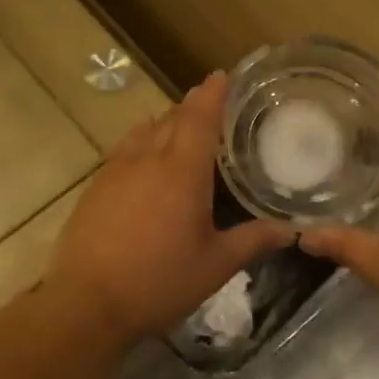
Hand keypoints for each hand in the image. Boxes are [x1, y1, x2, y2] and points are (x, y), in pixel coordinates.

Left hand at [45, 72, 293, 344]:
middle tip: (212, 107)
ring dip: (165, 124)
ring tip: (181, 132)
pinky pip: (124, 151)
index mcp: (182, 171)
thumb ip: (254, 240)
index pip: (199, 116)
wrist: (86, 303)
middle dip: (192, 107)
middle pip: (171, 118)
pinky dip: (142, 144)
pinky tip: (147, 165)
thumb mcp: (215, 265)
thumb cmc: (159, 281)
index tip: (223, 75)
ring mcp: (115, 170)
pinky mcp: (95, 187)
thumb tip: (292, 230)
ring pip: (144, 131)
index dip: (213, 93)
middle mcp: (147, 158)